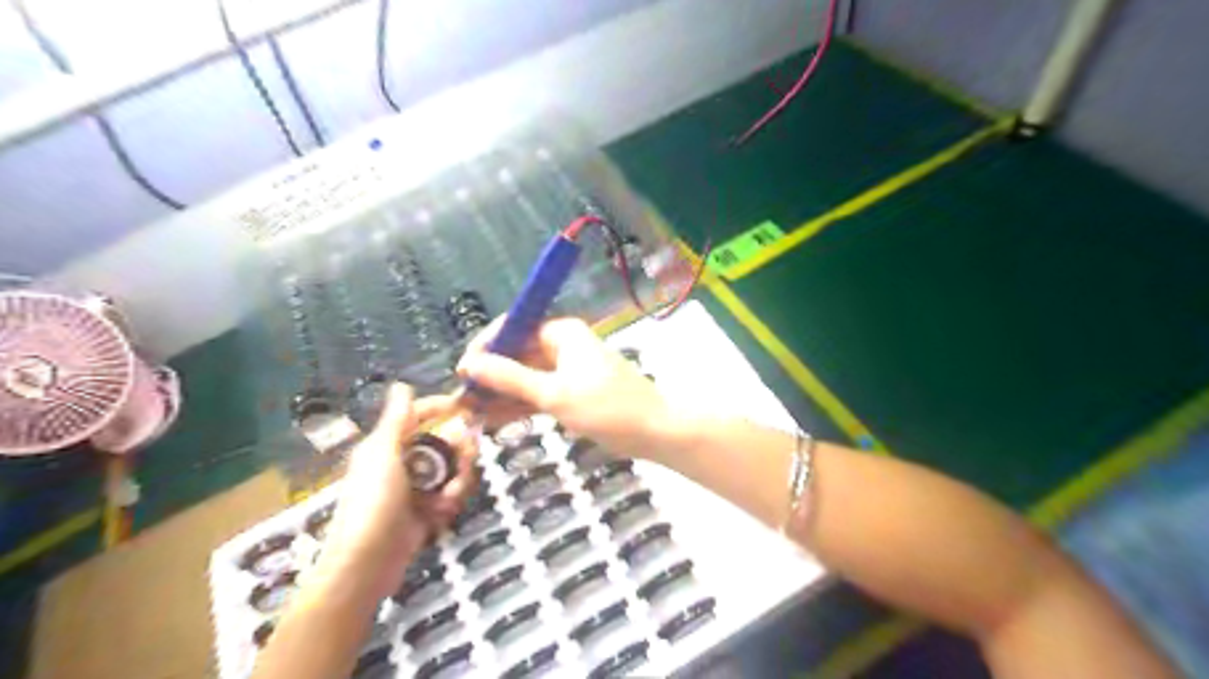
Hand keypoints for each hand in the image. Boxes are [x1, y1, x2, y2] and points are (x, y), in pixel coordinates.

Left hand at [315, 381, 476, 599]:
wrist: (366, 564)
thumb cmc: (372, 503)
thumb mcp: (382, 455)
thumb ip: (396, 420)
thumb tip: (402, 385)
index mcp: (389, 444)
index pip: (420, 414)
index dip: (443, 407)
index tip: (470, 406)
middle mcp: (404, 461)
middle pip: (445, 441)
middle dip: (460, 452)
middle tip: (468, 461)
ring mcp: (417, 487)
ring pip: (453, 468)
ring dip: (458, 481)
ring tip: (448, 500)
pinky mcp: (427, 510)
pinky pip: (451, 493)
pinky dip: (451, 501)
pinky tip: (442, 514)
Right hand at [459, 316, 674, 457]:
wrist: (654, 431)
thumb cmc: (606, 407)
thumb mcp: (553, 393)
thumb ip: (510, 378)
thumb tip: (470, 363)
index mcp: (561, 333)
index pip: (513, 329)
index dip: (485, 348)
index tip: (462, 372)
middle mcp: (562, 346)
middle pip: (516, 355)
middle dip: (490, 377)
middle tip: (461, 401)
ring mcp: (567, 371)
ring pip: (525, 378)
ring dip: (500, 395)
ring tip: (470, 414)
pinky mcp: (572, 394)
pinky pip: (538, 395)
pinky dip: (519, 406)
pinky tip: (492, 420)